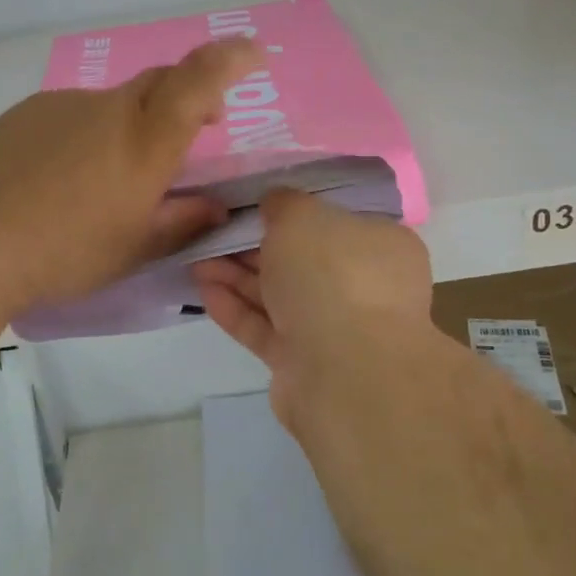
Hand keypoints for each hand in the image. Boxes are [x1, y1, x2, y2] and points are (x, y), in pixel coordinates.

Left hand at [0, 38, 262, 311]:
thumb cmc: (65, 252)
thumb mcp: (133, 249)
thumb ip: (181, 223)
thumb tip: (214, 207)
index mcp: (146, 141)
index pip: (199, 78)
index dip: (231, 58)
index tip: (253, 53)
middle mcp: (109, 109)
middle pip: (160, 82)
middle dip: (187, 97)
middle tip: (194, 131)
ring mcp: (63, 105)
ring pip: (112, 106)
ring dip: (127, 129)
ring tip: (106, 181)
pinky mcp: (25, 113)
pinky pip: (71, 115)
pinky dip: (85, 137)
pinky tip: (60, 178)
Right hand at [193, 189, 432, 435]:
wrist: (343, 372)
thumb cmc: (332, 275)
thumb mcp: (302, 216)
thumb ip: (284, 203)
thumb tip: (275, 203)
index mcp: (380, 246)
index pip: (335, 221)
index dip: (293, 211)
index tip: (253, 205)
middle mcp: (363, 287)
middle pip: (301, 259)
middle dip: (254, 246)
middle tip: (213, 233)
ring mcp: (334, 328)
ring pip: (279, 295)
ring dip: (236, 276)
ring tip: (196, 260)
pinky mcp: (303, 363)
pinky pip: (266, 328)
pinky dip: (236, 308)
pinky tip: (203, 290)